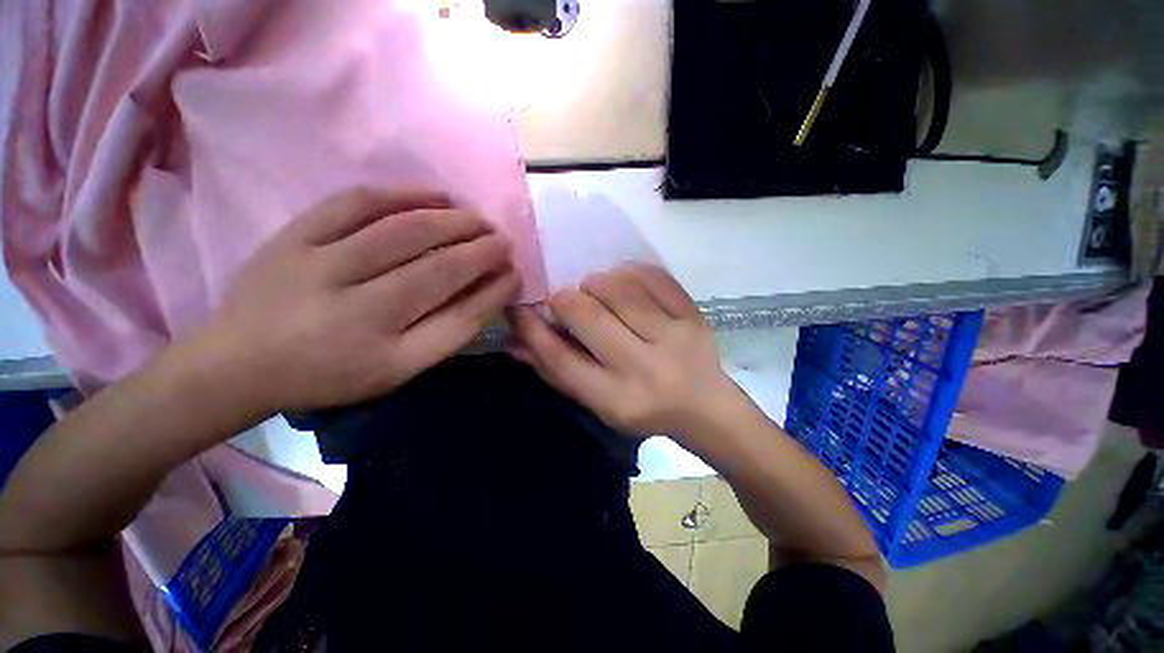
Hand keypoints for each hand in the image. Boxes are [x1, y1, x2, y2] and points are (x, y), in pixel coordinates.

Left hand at [197, 187, 519, 414]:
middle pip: (439, 271)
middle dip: (483, 251)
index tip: (515, 274)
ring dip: (454, 221)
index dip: (496, 292)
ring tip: (478, 219)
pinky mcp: (292, 237)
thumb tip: (485, 292)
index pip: (461, 318)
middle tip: (504, 241)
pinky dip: (403, 194)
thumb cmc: (329, 375)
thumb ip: (443, 334)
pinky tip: (434, 194)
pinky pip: (356, 203)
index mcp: (387, 358)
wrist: (237, 363)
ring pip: (405, 232)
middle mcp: (358, 313)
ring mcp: (320, 268)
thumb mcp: (395, 372)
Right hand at [508, 264, 741, 437]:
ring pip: (619, 288)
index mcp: (616, 399)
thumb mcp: (597, 403)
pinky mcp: (693, 315)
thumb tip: (516, 341)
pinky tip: (624, 282)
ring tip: (596, 290)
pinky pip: (652, 276)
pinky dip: (629, 272)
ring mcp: (675, 337)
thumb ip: (556, 372)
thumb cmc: (643, 409)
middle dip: (565, 299)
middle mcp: (645, 369)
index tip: (519, 308)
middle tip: (566, 300)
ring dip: (597, 282)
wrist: (705, 406)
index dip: (532, 328)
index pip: (560, 358)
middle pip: (588, 315)